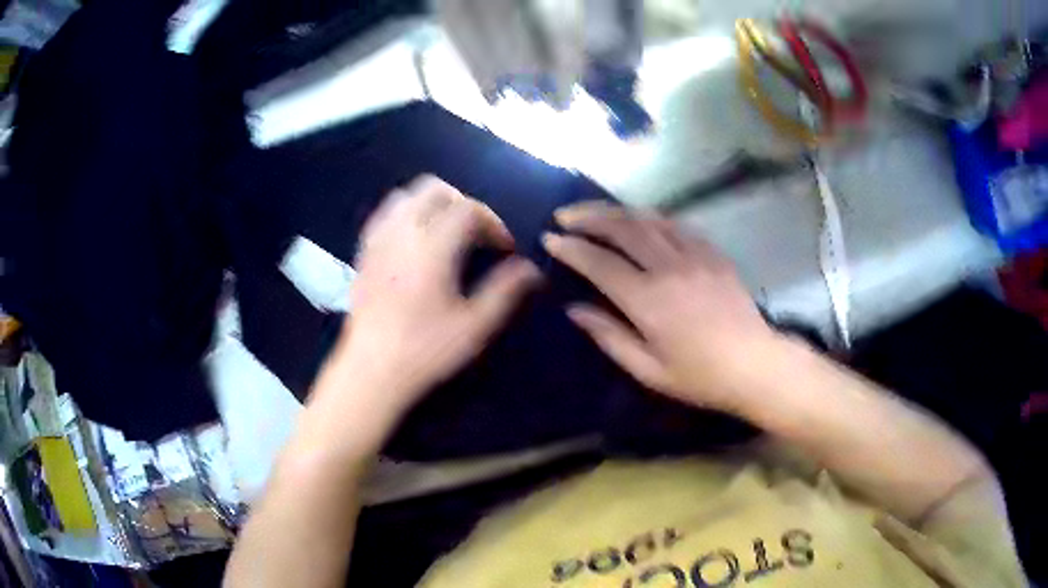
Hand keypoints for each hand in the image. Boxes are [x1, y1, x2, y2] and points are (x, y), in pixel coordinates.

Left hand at [320, 175, 541, 422]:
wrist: (372, 370)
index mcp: (432, 248)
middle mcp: (402, 233)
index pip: (468, 209)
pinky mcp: (363, 252)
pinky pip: (384, 214)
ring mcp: (378, 240)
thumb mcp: (475, 326)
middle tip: (478, 233)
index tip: (505, 248)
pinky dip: (405, 214)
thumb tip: (530, 269)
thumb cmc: (426, 351)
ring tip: (447, 232)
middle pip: (434, 189)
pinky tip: (414, 240)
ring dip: (433, 203)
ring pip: (406, 195)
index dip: (493, 222)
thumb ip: (505, 291)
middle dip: (463, 202)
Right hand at [543, 201, 780, 413]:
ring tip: (595, 212)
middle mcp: (669, 268)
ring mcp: (694, 255)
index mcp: (648, 301)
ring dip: (617, 211)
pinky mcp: (712, 253)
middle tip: (564, 215)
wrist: (754, 365)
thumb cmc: (699, 376)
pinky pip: (676, 224)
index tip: (549, 238)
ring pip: (648, 219)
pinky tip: (640, 220)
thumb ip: (609, 336)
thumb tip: (575, 309)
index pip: (599, 263)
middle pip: (622, 228)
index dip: (570, 248)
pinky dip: (651, 217)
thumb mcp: (648, 370)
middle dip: (588, 217)